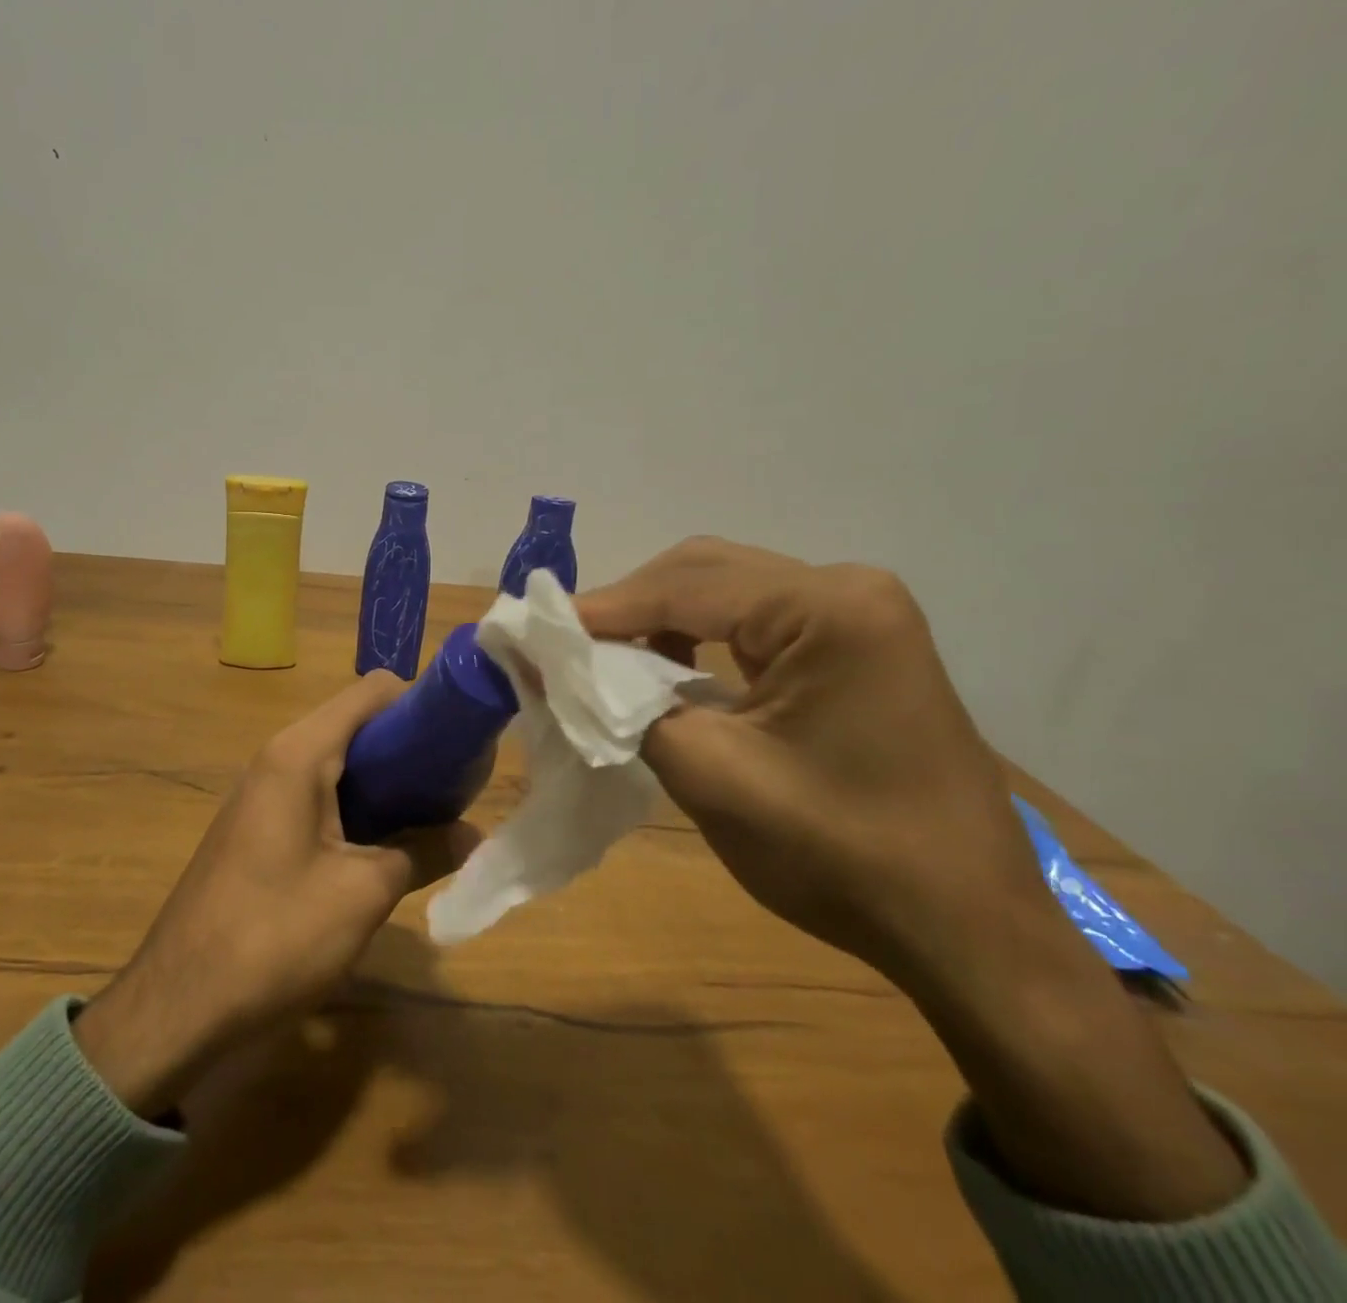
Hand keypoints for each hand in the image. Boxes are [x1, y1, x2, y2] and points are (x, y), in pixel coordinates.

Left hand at [73, 672, 477, 1116]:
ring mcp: (263, 790)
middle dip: (408, 746)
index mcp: (300, 753)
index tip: (459, 742)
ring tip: (429, 814)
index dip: (421, 704)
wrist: (177, 1004)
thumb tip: (474, 835)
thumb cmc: (274, 936)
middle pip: (357, 722)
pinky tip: (383, 842)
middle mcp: (278, 756)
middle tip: (454, 786)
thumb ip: (425, 851)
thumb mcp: (363, 893)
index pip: (372, 691)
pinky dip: (356, 803)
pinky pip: (318, 791)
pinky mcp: (258, 824)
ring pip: (339, 760)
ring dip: (385, 779)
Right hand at [580, 538, 1246, 1219]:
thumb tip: (547, 661)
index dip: (601, 609)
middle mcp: (848, 590)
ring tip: (605, 658)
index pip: (684, 586)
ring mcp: (861, 616)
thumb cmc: (841, 856)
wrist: (969, 932)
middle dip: (629, 605)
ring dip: (661, 618)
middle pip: (706, 571)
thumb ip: (619, 706)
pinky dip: (701, 638)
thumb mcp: (710, 775)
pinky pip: (758, 623)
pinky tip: (668, 668)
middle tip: (565, 644)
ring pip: (729, 592)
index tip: (533, 630)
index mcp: (827, 609)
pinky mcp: (860, 646)